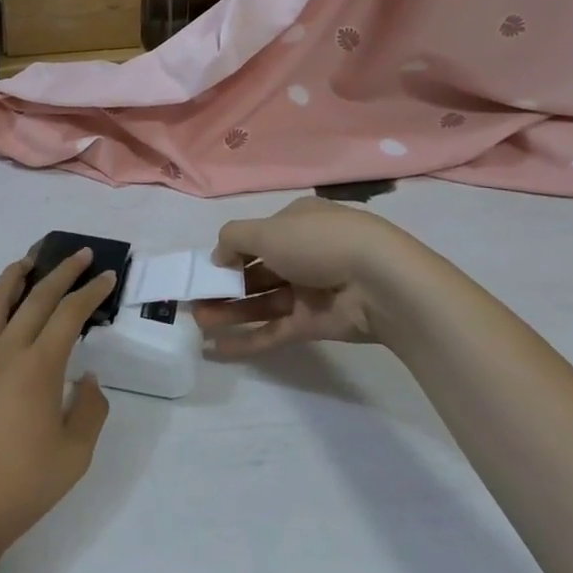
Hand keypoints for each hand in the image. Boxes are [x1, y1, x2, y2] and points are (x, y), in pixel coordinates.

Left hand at [0, 250, 114, 558]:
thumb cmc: (20, 486)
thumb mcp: (75, 455)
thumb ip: (89, 410)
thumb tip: (87, 377)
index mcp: (38, 366)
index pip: (69, 314)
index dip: (90, 292)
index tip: (105, 275)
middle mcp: (5, 349)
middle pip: (36, 297)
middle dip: (61, 272)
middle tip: (79, 255)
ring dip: (16, 275)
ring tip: (30, 260)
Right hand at [195, 196, 426, 357]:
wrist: (378, 282)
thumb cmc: (318, 242)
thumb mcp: (267, 229)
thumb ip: (233, 239)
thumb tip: (218, 257)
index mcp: (297, 223)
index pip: (258, 236)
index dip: (230, 251)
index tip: (207, 268)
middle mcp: (303, 254)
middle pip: (256, 271)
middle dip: (224, 286)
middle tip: (194, 300)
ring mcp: (310, 291)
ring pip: (262, 302)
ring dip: (229, 312)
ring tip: (198, 322)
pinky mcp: (314, 324)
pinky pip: (274, 331)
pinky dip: (248, 340)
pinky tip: (218, 349)